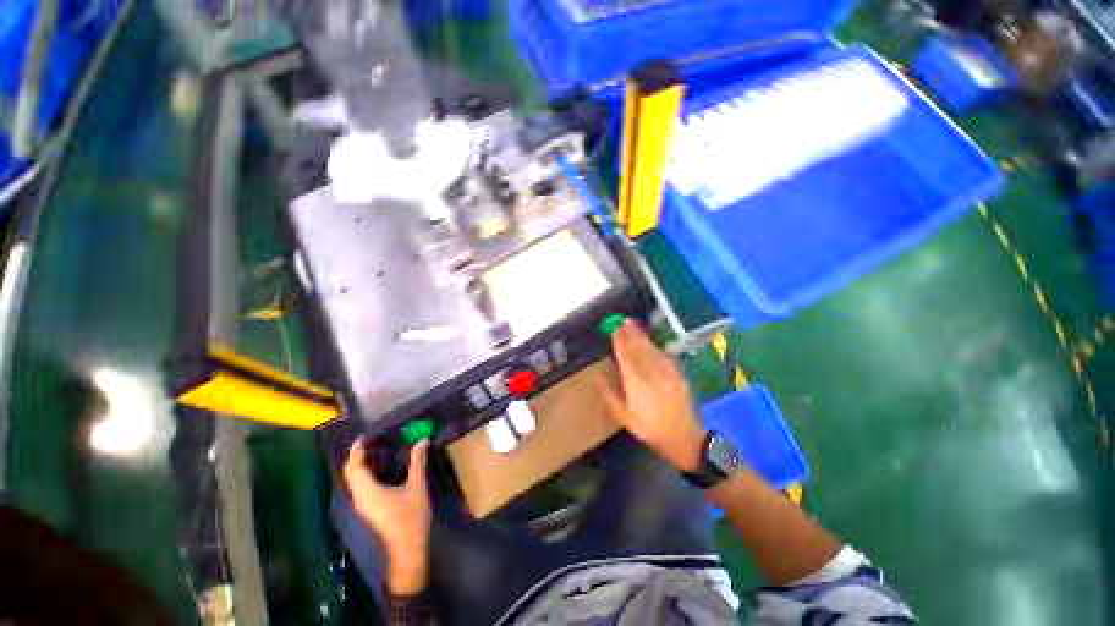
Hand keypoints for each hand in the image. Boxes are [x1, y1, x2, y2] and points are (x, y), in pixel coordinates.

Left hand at [342, 439, 431, 595]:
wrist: (407, 551)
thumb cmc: (411, 518)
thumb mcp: (417, 487)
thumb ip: (417, 462)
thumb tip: (422, 441)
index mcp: (367, 491)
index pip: (353, 466)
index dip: (357, 450)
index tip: (365, 436)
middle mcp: (359, 498)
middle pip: (351, 473)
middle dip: (358, 456)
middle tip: (374, 441)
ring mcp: (361, 507)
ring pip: (354, 481)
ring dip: (362, 465)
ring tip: (379, 451)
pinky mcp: (367, 511)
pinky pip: (361, 488)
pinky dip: (367, 475)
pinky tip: (383, 470)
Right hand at [602, 320, 704, 471]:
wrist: (683, 437)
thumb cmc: (648, 428)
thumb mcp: (624, 417)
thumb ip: (610, 394)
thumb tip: (599, 376)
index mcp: (635, 382)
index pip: (625, 355)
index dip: (619, 341)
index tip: (614, 329)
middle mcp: (650, 372)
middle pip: (638, 348)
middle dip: (630, 333)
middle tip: (623, 321)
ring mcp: (666, 372)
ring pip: (651, 349)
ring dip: (642, 336)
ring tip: (633, 325)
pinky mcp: (677, 374)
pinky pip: (664, 356)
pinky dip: (656, 347)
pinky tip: (652, 342)